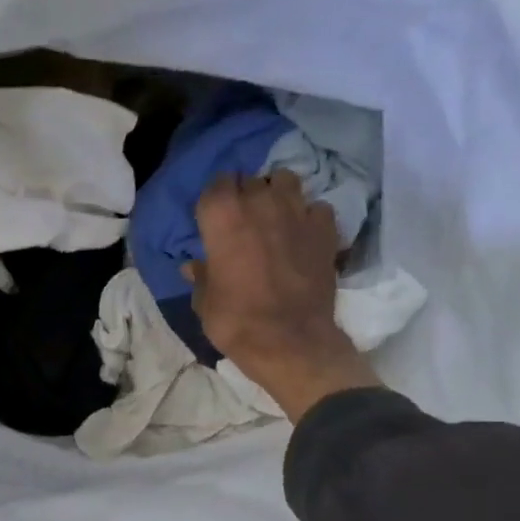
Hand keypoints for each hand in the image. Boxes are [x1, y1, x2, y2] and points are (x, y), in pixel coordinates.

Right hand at [184, 171, 380, 421]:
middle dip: (245, 193)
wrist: (288, 340)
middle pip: (250, 180)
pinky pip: (316, 207)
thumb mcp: (204, 300)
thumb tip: (194, 266)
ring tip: (273, 214)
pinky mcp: (325, 229)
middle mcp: (259, 202)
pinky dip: (308, 215)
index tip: (213, 215)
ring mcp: (297, 212)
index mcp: (222, 216)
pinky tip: (302, 233)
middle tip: (241, 218)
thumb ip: (201, 275)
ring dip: (277, 193)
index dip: (215, 198)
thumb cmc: (234, 319)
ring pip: (286, 180)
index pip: (216, 184)